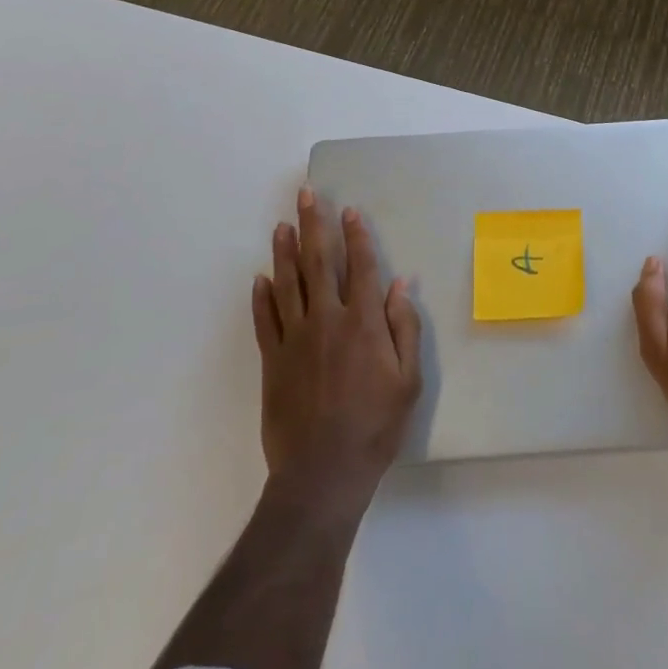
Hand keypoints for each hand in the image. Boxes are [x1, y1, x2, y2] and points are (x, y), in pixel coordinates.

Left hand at [252, 188, 422, 510]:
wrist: (323, 473)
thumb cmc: (375, 426)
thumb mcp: (408, 380)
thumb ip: (404, 328)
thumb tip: (401, 284)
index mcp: (363, 323)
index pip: (361, 267)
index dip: (356, 236)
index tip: (350, 210)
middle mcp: (327, 320)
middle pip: (320, 262)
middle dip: (314, 224)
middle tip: (307, 195)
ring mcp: (295, 339)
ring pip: (288, 284)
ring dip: (285, 252)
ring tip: (282, 225)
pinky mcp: (273, 361)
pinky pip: (264, 321)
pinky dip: (261, 297)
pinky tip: (259, 278)